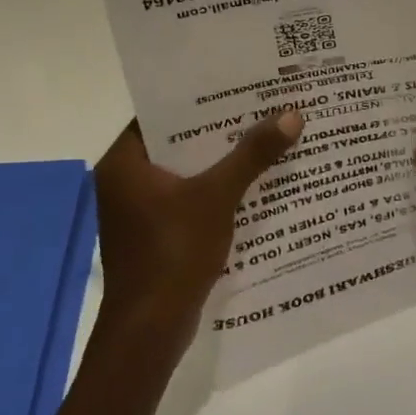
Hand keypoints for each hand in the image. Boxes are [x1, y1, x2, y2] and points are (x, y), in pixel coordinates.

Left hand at [93, 110, 302, 332]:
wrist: (151, 330)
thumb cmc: (173, 252)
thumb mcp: (217, 197)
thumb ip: (251, 155)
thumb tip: (291, 115)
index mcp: (124, 163)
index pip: (160, 113)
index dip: (199, 97)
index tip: (236, 83)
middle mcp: (124, 181)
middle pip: (176, 142)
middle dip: (218, 129)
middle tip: (260, 105)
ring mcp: (138, 211)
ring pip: (184, 172)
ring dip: (219, 160)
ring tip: (264, 136)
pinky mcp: (154, 234)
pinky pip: (187, 198)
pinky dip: (214, 189)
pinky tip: (252, 182)